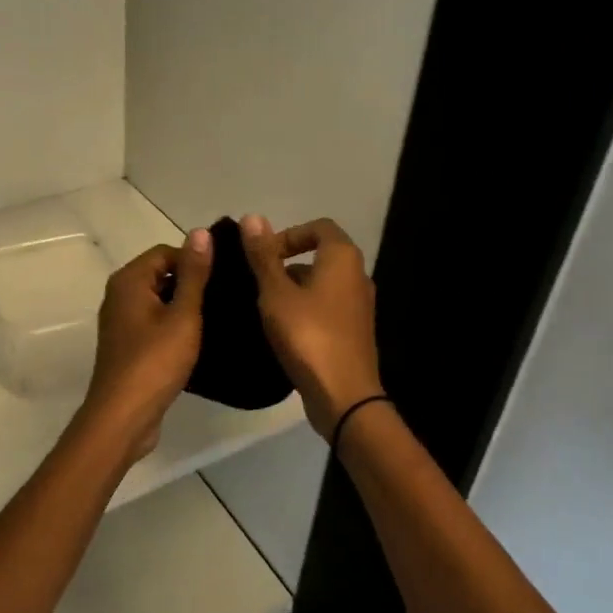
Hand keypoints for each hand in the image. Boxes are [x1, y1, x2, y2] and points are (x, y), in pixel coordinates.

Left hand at [78, 228, 212, 461]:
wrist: (123, 416)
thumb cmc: (155, 362)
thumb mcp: (183, 315)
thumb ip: (194, 274)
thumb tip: (201, 232)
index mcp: (129, 280)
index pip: (166, 252)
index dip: (196, 261)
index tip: (224, 278)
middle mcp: (119, 295)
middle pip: (161, 275)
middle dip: (192, 283)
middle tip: (226, 298)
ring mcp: (121, 322)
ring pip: (159, 301)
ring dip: (185, 308)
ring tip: (219, 318)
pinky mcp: (127, 345)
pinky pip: (154, 323)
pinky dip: (174, 327)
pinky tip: (199, 341)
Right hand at [241, 215, 383, 439]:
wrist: (343, 395)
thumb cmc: (308, 335)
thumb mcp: (276, 293)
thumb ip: (264, 256)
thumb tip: (253, 217)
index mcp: (342, 258)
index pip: (318, 227)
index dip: (289, 234)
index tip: (262, 255)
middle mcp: (357, 276)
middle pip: (320, 255)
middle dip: (286, 264)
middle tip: (256, 283)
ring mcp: (359, 306)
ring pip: (321, 285)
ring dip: (293, 289)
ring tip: (263, 308)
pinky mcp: (354, 332)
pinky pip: (326, 308)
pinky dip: (304, 310)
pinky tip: (281, 331)